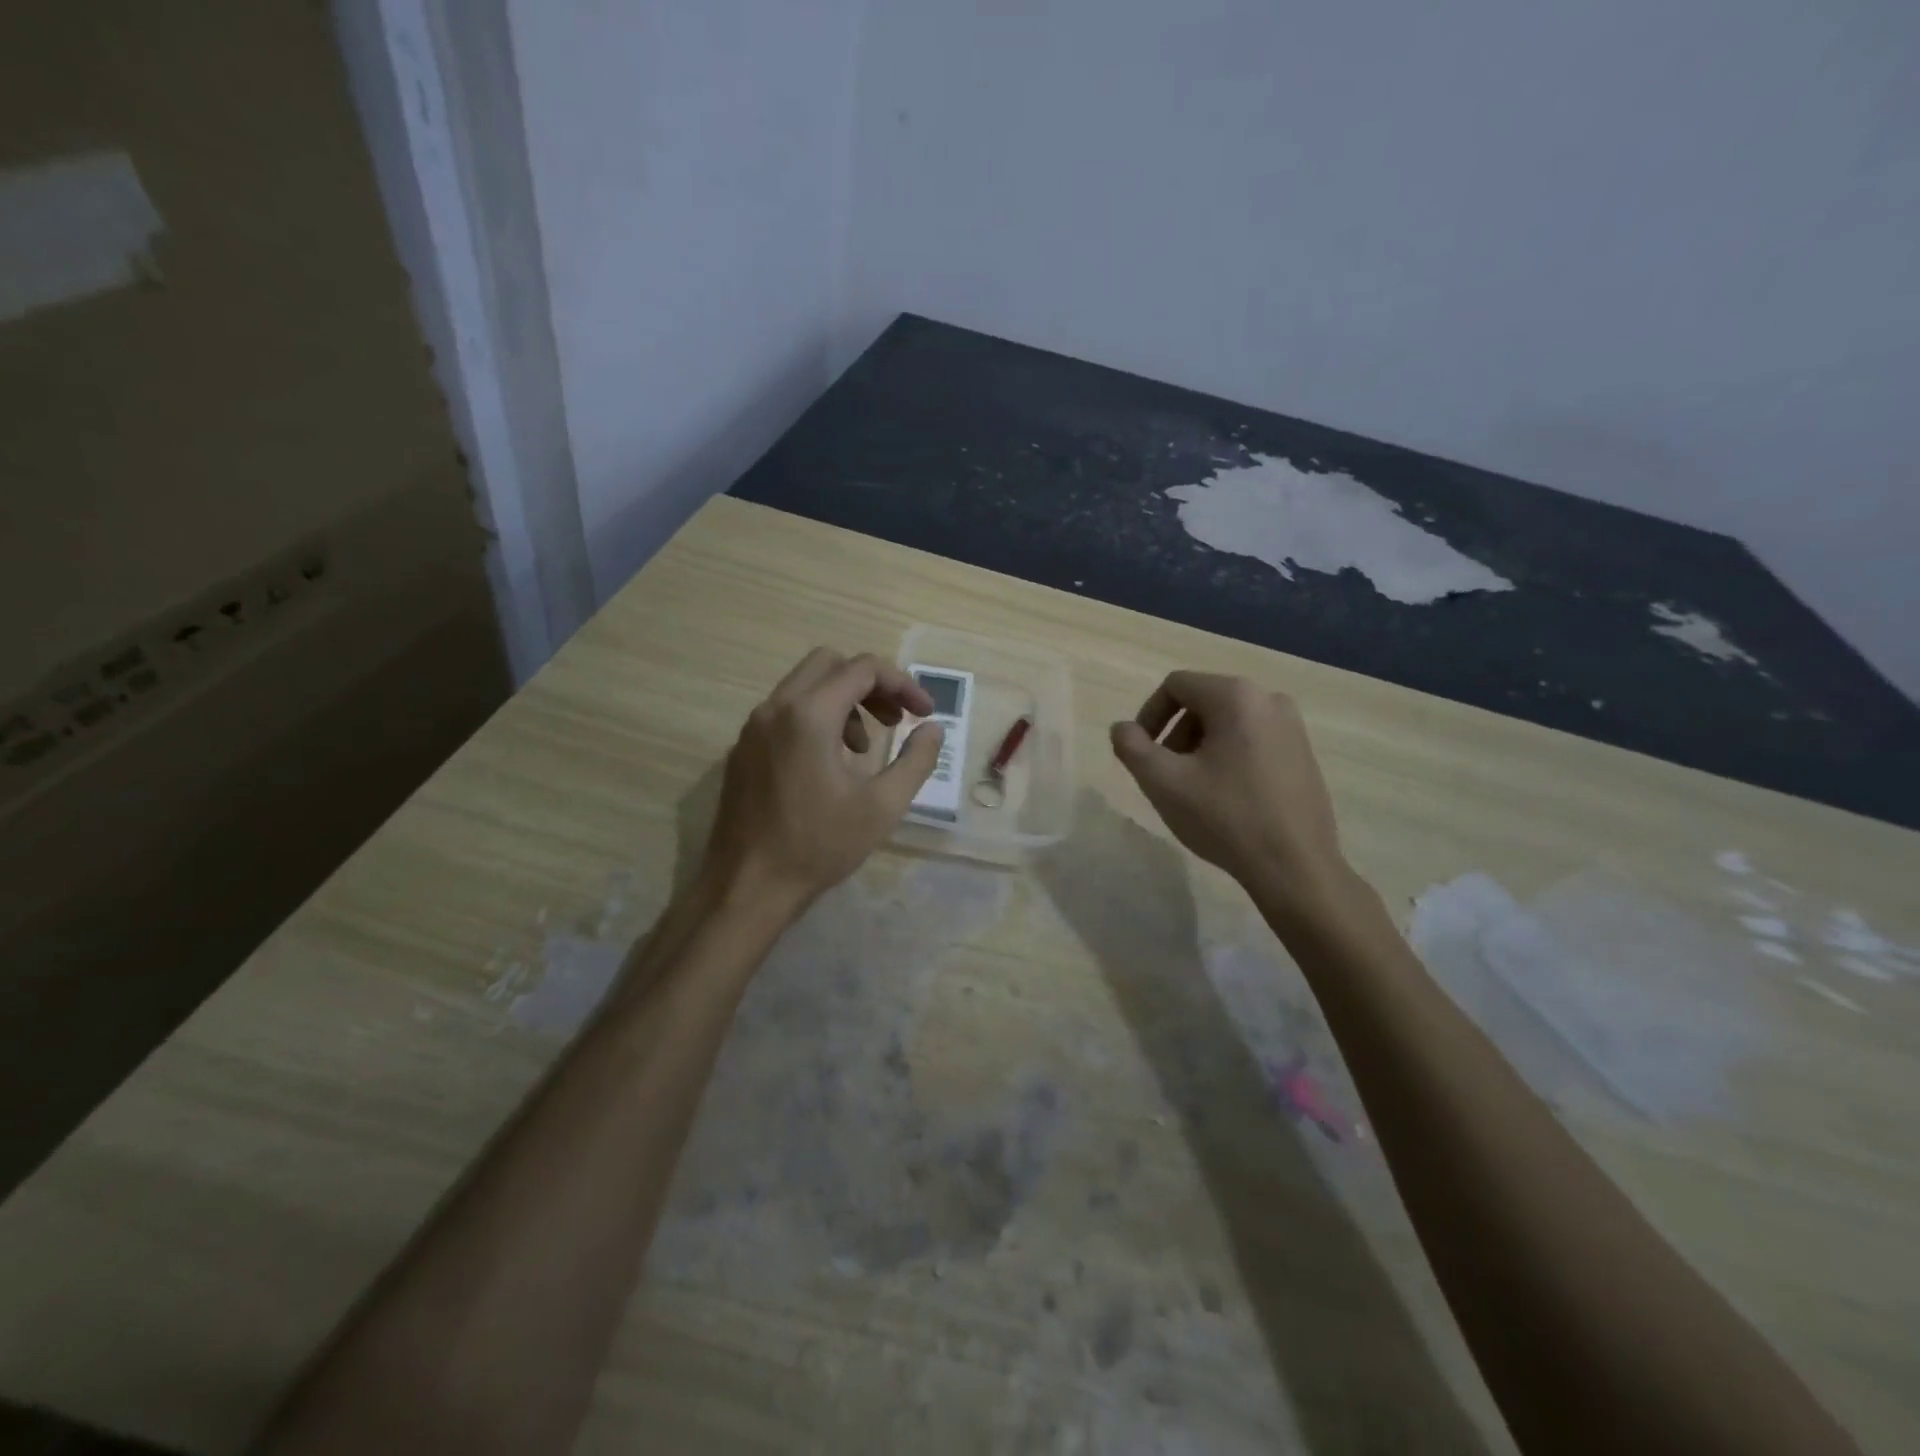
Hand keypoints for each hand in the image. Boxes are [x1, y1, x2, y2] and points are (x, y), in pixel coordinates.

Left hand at [702, 648, 942, 912]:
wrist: (748, 887)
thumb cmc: (819, 846)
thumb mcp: (882, 806)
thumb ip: (916, 760)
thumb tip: (933, 729)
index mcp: (809, 715)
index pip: (863, 669)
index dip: (903, 684)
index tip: (925, 714)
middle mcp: (776, 708)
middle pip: (829, 664)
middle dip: (870, 684)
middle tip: (895, 720)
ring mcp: (753, 727)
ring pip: (804, 686)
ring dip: (843, 701)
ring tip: (864, 748)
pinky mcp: (743, 749)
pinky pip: (784, 712)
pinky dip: (815, 718)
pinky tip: (829, 764)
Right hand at [1110, 671, 1349, 909]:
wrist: (1295, 866)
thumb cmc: (1224, 818)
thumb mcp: (1163, 782)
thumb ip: (1131, 747)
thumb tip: (1122, 728)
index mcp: (1236, 696)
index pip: (1176, 685)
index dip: (1148, 715)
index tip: (1141, 752)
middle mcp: (1268, 699)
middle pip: (1203, 701)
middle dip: (1175, 733)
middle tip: (1165, 773)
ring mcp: (1293, 726)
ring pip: (1228, 721)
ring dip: (1199, 745)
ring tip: (1193, 787)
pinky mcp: (1304, 753)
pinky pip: (1253, 739)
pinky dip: (1228, 755)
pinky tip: (1225, 796)